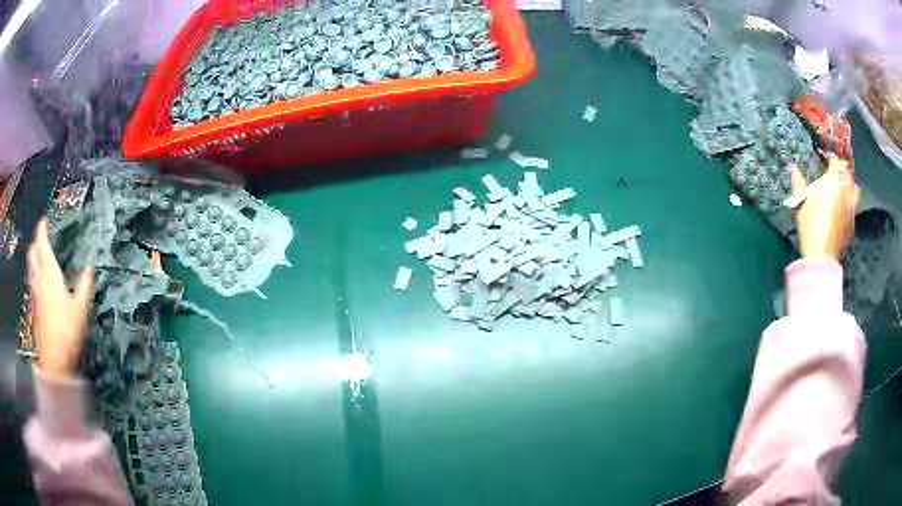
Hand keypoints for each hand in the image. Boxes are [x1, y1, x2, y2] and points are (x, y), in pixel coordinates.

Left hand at [27, 220, 93, 380]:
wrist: (53, 361)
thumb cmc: (67, 332)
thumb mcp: (81, 309)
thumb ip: (85, 286)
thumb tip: (89, 268)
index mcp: (50, 276)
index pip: (42, 246)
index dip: (41, 231)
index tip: (43, 221)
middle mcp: (40, 281)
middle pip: (32, 255)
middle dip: (35, 243)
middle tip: (39, 238)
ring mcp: (35, 295)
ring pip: (30, 269)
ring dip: (33, 258)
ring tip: (37, 256)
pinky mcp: (35, 308)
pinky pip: (32, 282)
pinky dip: (34, 274)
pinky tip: (38, 282)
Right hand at [789, 155, 859, 261]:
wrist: (822, 254)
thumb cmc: (810, 224)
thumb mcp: (800, 202)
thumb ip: (798, 183)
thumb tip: (793, 169)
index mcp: (833, 181)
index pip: (835, 161)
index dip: (830, 157)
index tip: (826, 158)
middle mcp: (845, 189)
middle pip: (847, 172)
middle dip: (842, 169)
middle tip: (836, 171)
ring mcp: (851, 206)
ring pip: (855, 188)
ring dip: (850, 184)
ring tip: (844, 186)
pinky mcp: (852, 220)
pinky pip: (854, 205)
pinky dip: (850, 201)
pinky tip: (844, 206)